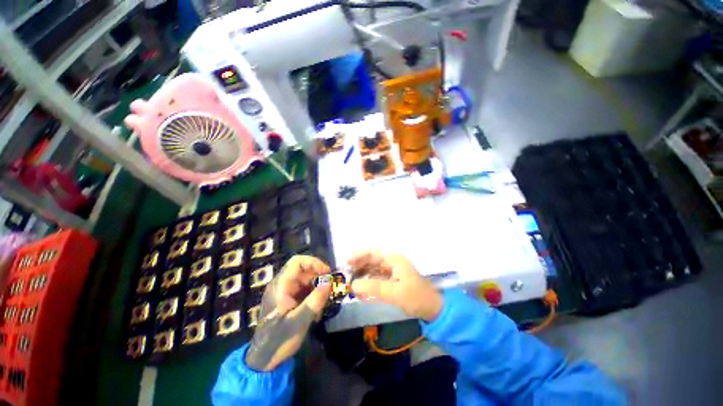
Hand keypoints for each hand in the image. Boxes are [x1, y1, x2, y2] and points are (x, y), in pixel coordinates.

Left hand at [245, 255, 331, 370]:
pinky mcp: (288, 299)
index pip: (297, 262)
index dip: (314, 262)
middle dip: (318, 276)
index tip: (327, 272)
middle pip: (303, 270)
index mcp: (281, 286)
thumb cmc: (279, 339)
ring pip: (305, 280)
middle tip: (329, 288)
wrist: (263, 360)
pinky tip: (316, 310)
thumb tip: (329, 283)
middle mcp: (282, 285)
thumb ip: (315, 301)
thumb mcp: (299, 321)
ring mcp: (285, 292)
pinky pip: (304, 290)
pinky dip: (313, 295)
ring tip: (323, 302)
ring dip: (317, 287)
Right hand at [348, 251, 442, 321]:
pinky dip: (369, 283)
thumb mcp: (395, 292)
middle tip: (346, 274)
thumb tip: (353, 285)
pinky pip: (378, 279)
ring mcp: (393, 272)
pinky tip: (362, 291)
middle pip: (372, 260)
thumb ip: (374, 288)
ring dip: (363, 275)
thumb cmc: (416, 297)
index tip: (346, 262)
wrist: (434, 309)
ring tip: (351, 283)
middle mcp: (393, 263)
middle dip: (359, 266)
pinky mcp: (393, 281)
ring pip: (374, 270)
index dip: (359, 256)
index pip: (373, 253)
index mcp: (394, 260)